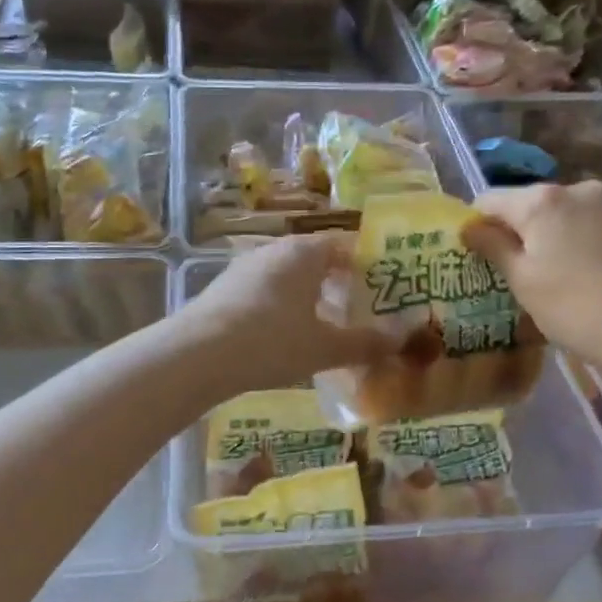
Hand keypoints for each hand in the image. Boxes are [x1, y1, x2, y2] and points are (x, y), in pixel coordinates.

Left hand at [176, 234, 397, 394]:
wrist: (196, 356)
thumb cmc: (272, 342)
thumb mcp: (325, 347)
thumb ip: (367, 342)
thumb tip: (406, 337)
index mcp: (305, 252)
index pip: (346, 245)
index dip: (368, 265)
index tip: (384, 288)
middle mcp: (274, 250)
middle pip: (316, 260)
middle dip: (339, 284)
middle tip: (360, 312)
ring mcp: (244, 268)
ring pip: (288, 277)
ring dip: (308, 297)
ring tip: (325, 328)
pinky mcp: (223, 290)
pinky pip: (264, 293)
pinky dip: (281, 309)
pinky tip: (283, 338)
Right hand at [463, 181, 601, 382]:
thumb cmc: (576, 308)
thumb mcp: (523, 282)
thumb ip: (493, 247)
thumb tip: (470, 226)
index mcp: (541, 200)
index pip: (490, 201)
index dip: (478, 226)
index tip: (478, 258)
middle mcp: (576, 188)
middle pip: (530, 205)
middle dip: (519, 232)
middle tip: (517, 274)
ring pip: (565, 215)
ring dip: (553, 237)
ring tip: (557, 277)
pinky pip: (593, 226)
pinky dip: (582, 242)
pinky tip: (589, 275)